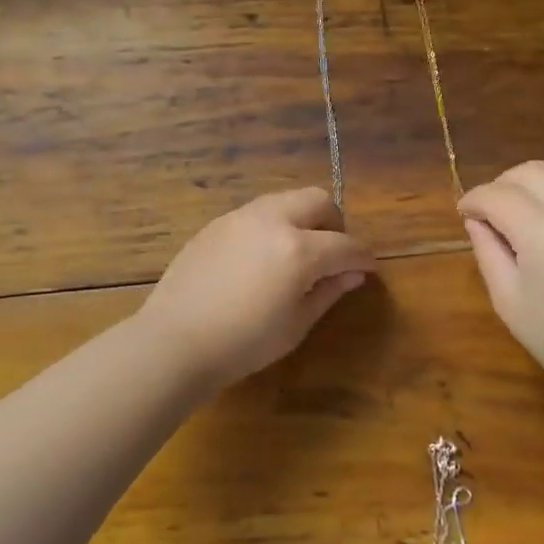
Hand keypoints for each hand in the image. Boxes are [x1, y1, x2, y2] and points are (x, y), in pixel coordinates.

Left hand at [138, 187, 376, 392]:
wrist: (175, 340)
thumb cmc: (243, 343)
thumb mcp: (296, 325)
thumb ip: (328, 292)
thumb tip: (354, 274)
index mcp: (299, 250)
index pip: (346, 244)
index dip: (363, 257)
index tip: (367, 268)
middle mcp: (273, 221)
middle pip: (318, 201)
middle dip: (334, 224)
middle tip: (332, 255)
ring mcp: (241, 217)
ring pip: (286, 200)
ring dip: (302, 219)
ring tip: (297, 254)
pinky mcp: (217, 223)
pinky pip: (257, 213)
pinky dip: (273, 226)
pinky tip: (261, 258)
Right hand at [459, 160, 543, 395]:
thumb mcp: (509, 300)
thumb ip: (488, 251)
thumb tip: (477, 221)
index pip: (498, 194)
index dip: (474, 199)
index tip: (462, 213)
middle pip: (530, 171)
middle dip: (501, 185)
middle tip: (487, 214)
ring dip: (528, 190)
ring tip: (515, 223)